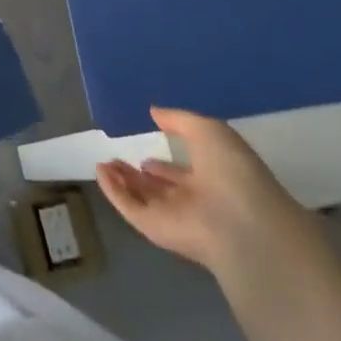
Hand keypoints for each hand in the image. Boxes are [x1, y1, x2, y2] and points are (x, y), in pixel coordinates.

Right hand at [97, 107, 326, 290]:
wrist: (240, 222)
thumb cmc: (231, 170)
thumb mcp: (208, 130)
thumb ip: (178, 120)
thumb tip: (154, 112)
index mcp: (210, 180)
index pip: (182, 174)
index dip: (165, 165)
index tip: (146, 151)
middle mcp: (191, 201)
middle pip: (159, 188)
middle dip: (139, 174)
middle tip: (117, 158)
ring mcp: (173, 216)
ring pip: (142, 198)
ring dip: (122, 181)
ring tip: (103, 162)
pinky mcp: (155, 229)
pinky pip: (129, 208)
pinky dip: (113, 192)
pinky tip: (100, 172)